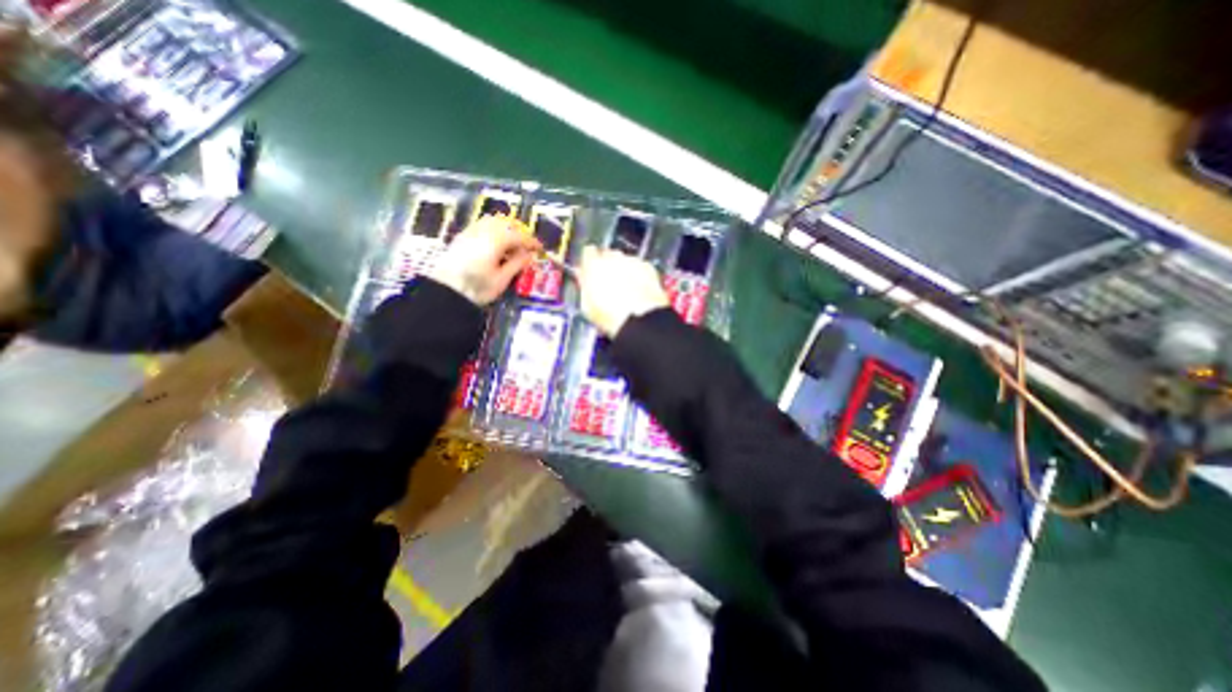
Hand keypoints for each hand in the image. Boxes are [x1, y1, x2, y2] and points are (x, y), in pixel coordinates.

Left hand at [430, 214, 540, 304]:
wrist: (445, 292)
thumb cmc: (477, 287)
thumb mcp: (502, 279)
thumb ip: (517, 264)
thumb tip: (529, 255)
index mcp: (495, 240)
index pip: (518, 236)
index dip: (531, 242)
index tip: (540, 249)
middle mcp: (482, 230)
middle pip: (505, 224)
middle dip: (518, 233)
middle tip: (526, 246)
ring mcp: (470, 232)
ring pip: (492, 222)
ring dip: (505, 230)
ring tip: (512, 245)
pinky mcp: (461, 238)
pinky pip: (481, 226)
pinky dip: (493, 232)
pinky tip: (495, 246)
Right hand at [577, 246, 662, 336]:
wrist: (639, 319)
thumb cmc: (611, 315)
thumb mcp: (587, 306)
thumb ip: (584, 287)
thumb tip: (583, 281)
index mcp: (593, 264)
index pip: (588, 253)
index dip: (589, 263)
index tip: (590, 271)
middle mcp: (613, 258)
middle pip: (608, 254)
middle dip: (608, 266)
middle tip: (608, 284)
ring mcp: (632, 261)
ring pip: (626, 261)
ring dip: (625, 271)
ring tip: (625, 291)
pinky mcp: (649, 268)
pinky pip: (641, 268)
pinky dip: (640, 276)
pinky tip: (639, 292)